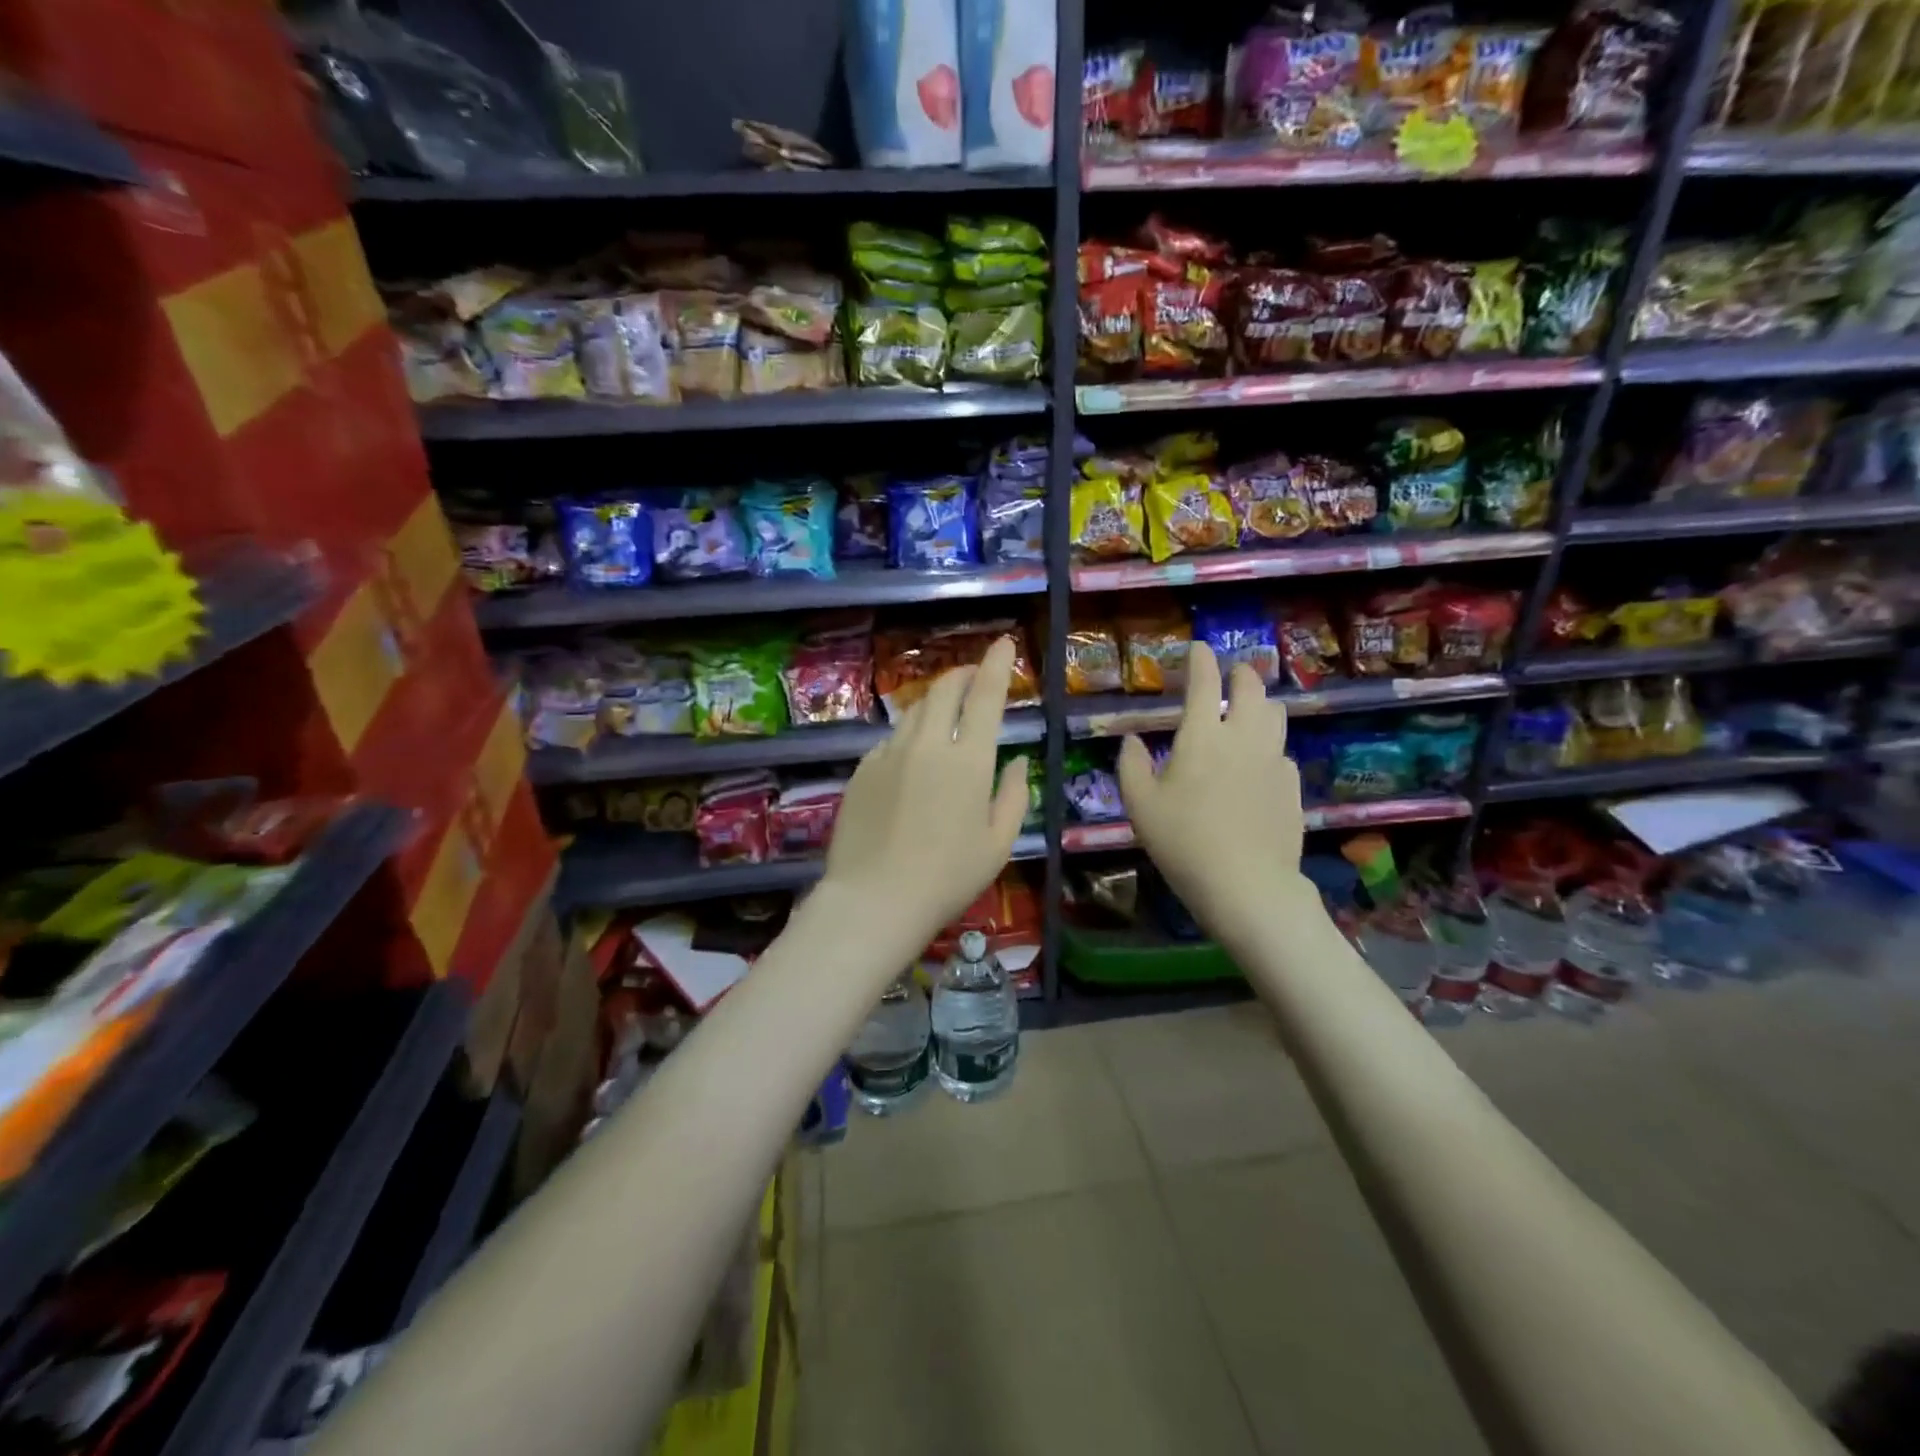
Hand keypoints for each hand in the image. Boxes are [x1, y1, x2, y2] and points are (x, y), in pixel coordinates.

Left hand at [822, 636, 1030, 957]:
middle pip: (943, 690)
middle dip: (962, 674)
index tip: (1004, 643)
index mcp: (968, 761)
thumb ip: (1012, 796)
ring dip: (933, 703)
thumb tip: (1015, 762)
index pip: (985, 696)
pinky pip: (889, 739)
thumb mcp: (998, 844)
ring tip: (944, 714)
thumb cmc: (947, 878)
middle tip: (973, 677)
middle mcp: (927, 745)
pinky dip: (907, 735)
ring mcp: (888, 754)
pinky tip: (911, 757)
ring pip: (913, 711)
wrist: (874, 900)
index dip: (997, 665)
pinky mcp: (861, 770)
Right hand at [1116, 643, 1310, 942]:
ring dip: (1261, 703)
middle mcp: (1243, 737)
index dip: (1200, 659)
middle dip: (1240, 673)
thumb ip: (1131, 765)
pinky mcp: (1293, 786)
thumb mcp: (1139, 805)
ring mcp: (1274, 760)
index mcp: (1203, 736)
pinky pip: (1283, 752)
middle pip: (1251, 688)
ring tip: (1248, 711)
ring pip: (1276, 715)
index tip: (1198, 648)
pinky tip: (1258, 765)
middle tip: (1230, 675)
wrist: (1246, 885)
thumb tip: (1132, 739)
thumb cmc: (1183, 842)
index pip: (1204, 682)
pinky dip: (1269, 746)